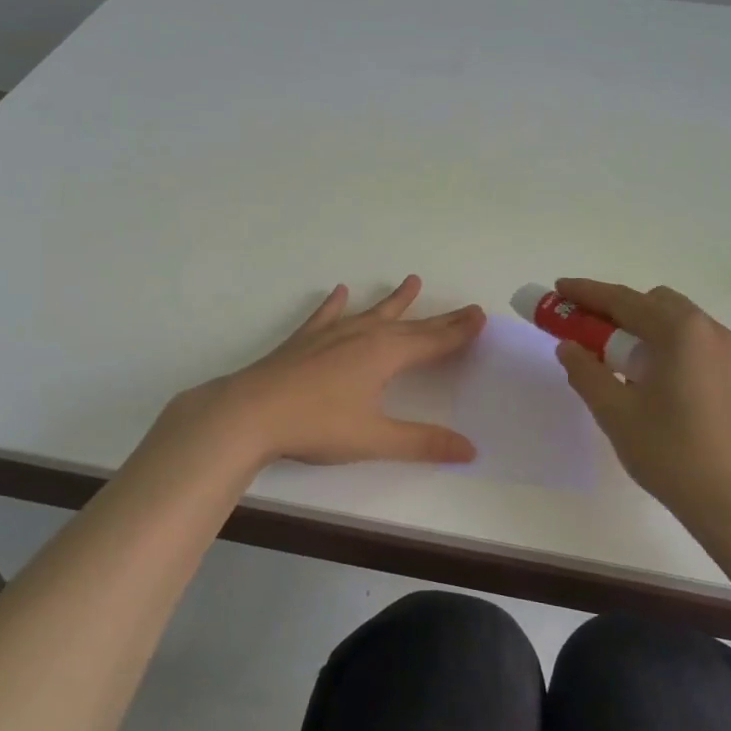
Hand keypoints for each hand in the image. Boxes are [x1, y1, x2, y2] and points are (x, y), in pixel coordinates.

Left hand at [166, 275, 485, 468]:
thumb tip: (470, 449)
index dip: (458, 332)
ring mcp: (330, 334)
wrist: (250, 413)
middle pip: (410, 325)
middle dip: (440, 319)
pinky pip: (326, 316)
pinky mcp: (304, 341)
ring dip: (394, 301)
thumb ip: (422, 443)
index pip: (432, 342)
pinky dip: (336, 304)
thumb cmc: (317, 425)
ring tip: (412, 281)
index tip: (480, 316)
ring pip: (372, 313)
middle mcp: (362, 336)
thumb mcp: (374, 439)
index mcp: (384, 355)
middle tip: (465, 308)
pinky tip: (340, 291)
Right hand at [552, 278, 730, 524]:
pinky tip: (652, 382)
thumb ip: (585, 371)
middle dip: (617, 311)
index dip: (587, 293)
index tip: (558, 289)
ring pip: (678, 323)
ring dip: (643, 329)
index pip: (623, 300)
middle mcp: (710, 331)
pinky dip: (666, 347)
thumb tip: (568, 347)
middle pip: (654, 303)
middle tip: (586, 332)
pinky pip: (695, 345)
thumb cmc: (669, 452)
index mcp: (680, 332)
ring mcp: (730, 354)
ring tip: (618, 363)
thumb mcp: (614, 412)